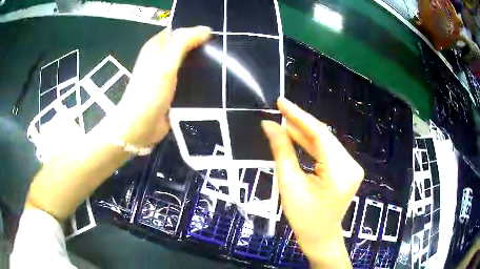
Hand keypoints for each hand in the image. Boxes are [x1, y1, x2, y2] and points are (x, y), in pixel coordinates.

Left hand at [112, 26, 210, 146]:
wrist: (140, 127)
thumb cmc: (150, 93)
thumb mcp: (166, 63)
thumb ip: (183, 43)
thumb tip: (206, 29)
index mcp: (157, 46)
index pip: (180, 30)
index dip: (196, 31)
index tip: (215, 37)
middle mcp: (161, 57)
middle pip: (185, 45)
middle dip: (202, 47)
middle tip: (221, 52)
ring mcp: (166, 74)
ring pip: (188, 61)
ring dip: (202, 62)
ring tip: (222, 64)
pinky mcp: (173, 89)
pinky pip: (189, 77)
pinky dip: (199, 77)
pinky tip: (213, 78)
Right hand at [262, 98, 363, 267]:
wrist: (321, 237)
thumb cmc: (303, 219)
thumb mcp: (289, 185)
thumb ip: (282, 152)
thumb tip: (269, 125)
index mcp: (340, 173)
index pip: (319, 135)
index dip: (299, 116)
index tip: (281, 102)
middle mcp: (351, 166)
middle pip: (324, 137)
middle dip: (300, 123)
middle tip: (278, 111)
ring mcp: (352, 167)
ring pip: (326, 142)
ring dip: (304, 133)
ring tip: (284, 123)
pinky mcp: (348, 169)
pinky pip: (328, 150)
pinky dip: (312, 143)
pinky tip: (297, 137)